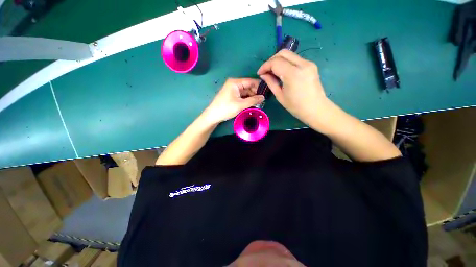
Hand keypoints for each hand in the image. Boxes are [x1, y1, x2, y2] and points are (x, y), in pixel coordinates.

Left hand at [204, 78, 264, 123]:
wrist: (213, 115)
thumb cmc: (226, 108)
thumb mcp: (241, 105)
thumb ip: (253, 100)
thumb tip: (263, 97)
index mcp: (235, 82)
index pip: (250, 81)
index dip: (259, 86)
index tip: (267, 92)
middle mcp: (234, 84)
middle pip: (248, 86)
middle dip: (256, 93)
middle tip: (263, 100)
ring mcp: (233, 90)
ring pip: (246, 92)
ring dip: (252, 97)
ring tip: (260, 103)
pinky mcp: (232, 95)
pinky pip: (242, 96)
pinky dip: (247, 99)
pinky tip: (252, 104)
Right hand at [257, 50, 328, 126]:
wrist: (316, 109)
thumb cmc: (296, 106)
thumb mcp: (280, 96)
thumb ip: (271, 82)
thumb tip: (263, 75)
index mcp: (293, 74)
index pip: (275, 62)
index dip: (265, 66)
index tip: (259, 73)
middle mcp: (302, 64)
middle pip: (283, 53)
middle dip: (271, 60)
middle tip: (266, 71)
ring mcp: (308, 63)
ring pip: (289, 54)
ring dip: (279, 60)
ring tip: (273, 71)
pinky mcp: (311, 65)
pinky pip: (295, 59)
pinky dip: (286, 63)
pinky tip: (282, 72)